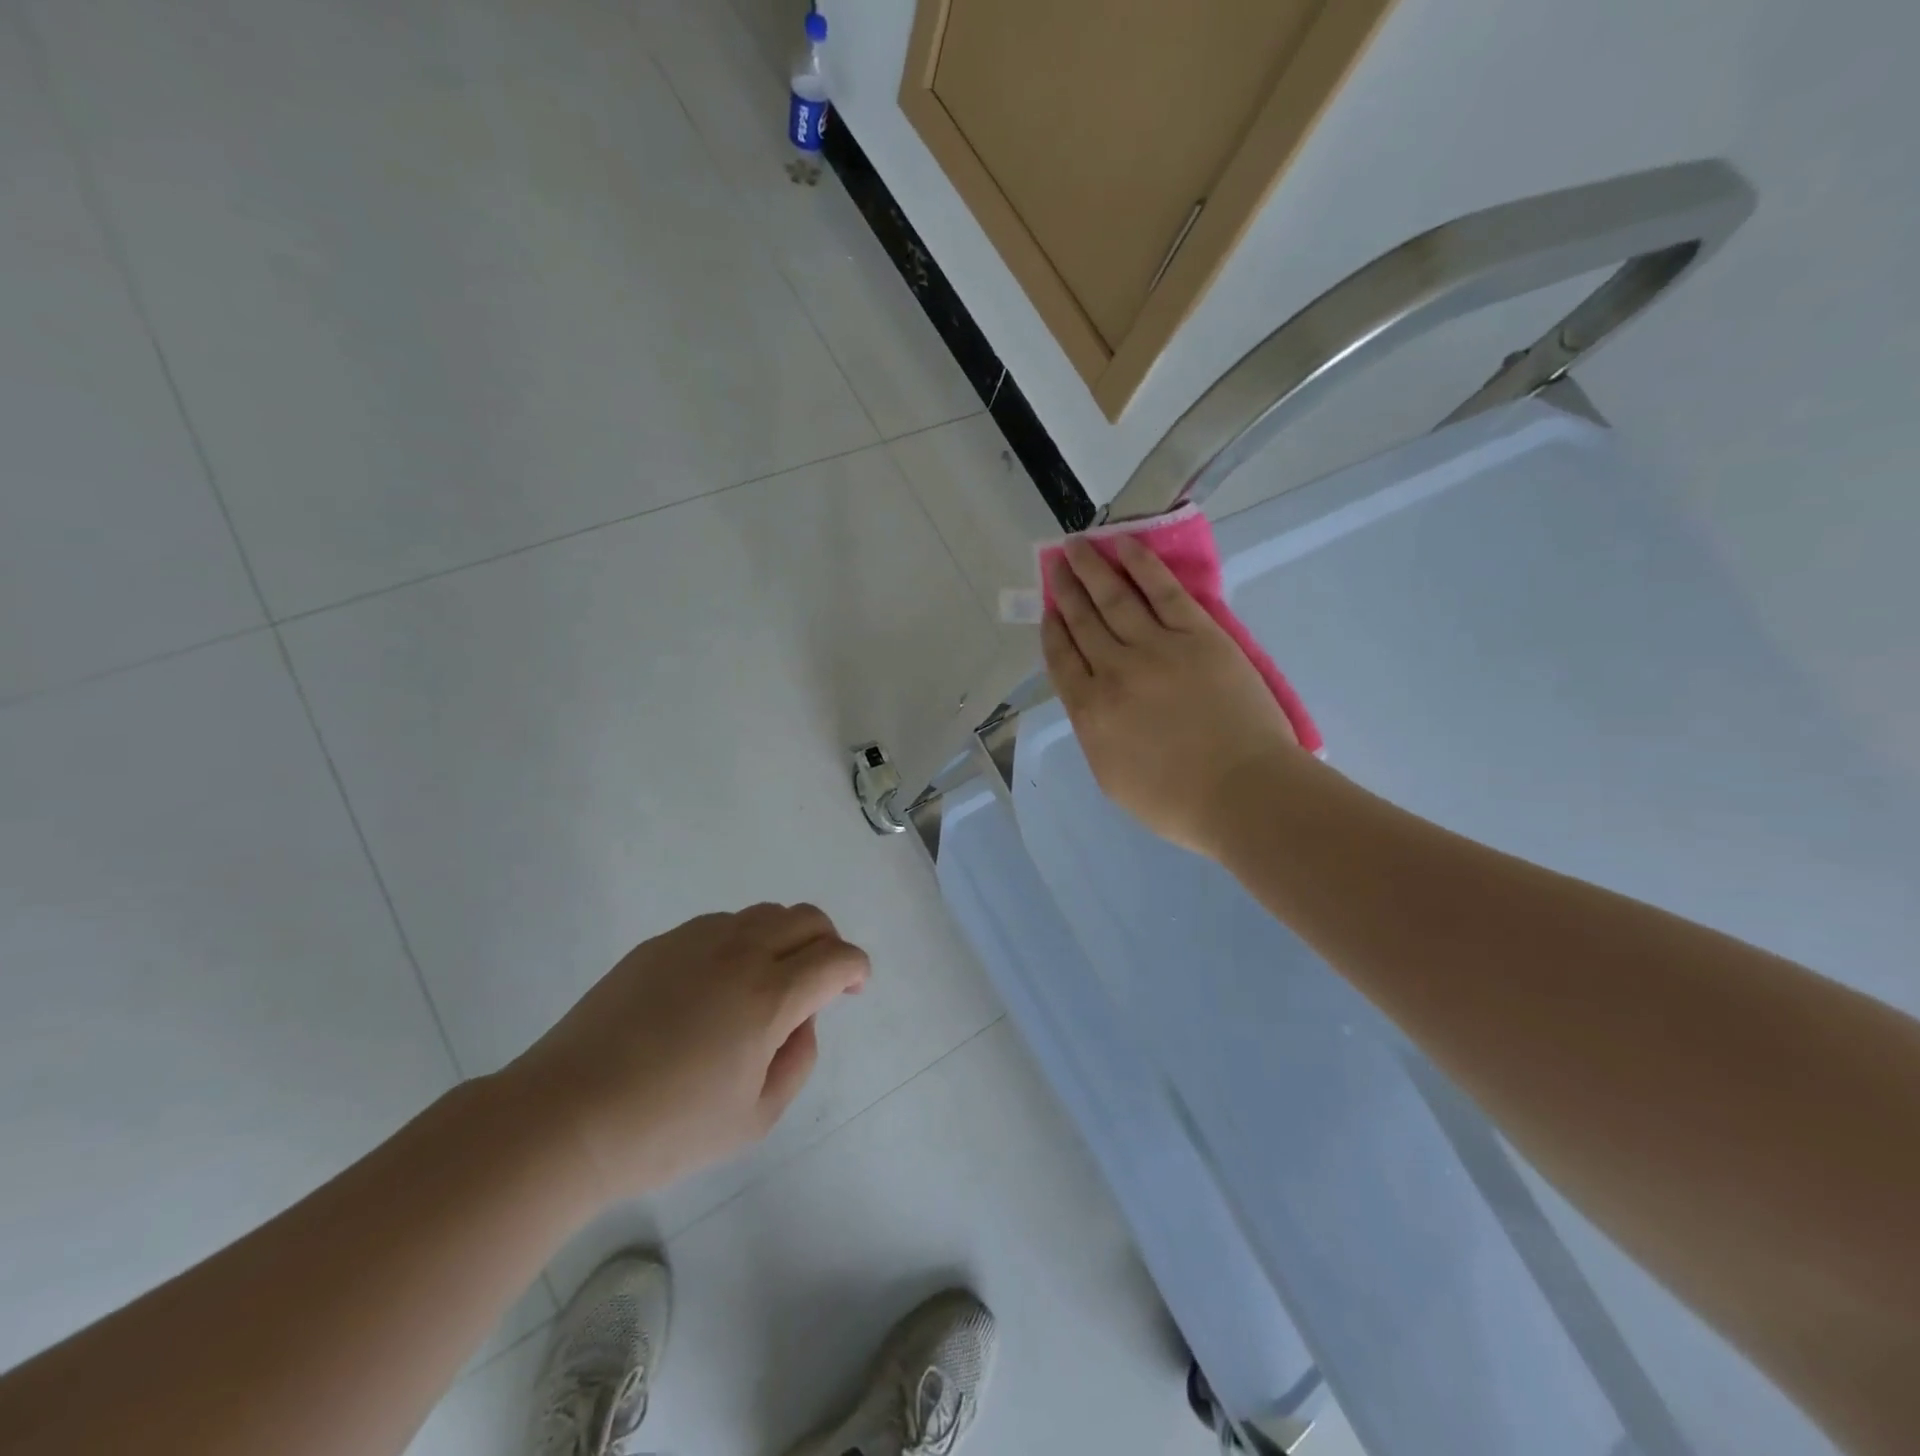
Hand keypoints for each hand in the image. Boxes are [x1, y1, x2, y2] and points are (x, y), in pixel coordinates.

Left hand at [504, 904, 868, 1202]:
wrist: (565, 1118)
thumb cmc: (666, 1130)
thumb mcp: (755, 1118)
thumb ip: (798, 1060)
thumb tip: (801, 1018)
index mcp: (769, 995)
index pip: (836, 957)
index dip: (856, 968)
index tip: (853, 989)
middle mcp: (739, 952)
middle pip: (806, 918)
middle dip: (828, 942)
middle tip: (820, 980)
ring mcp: (695, 941)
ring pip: (763, 914)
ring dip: (784, 938)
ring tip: (768, 982)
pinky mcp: (660, 944)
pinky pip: (720, 925)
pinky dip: (741, 941)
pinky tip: (718, 985)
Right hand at [1041, 535, 1297, 856]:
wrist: (1243, 793)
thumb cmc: (1177, 802)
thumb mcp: (1112, 778)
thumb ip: (1095, 733)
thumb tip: (1093, 701)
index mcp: (1090, 711)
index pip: (1061, 658)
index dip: (1052, 629)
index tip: (1048, 609)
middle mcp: (1114, 671)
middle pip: (1083, 620)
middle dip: (1065, 589)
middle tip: (1055, 561)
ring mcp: (1156, 647)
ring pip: (1114, 598)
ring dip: (1092, 568)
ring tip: (1077, 545)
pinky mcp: (1198, 634)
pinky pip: (1163, 590)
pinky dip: (1142, 565)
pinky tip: (1125, 545)